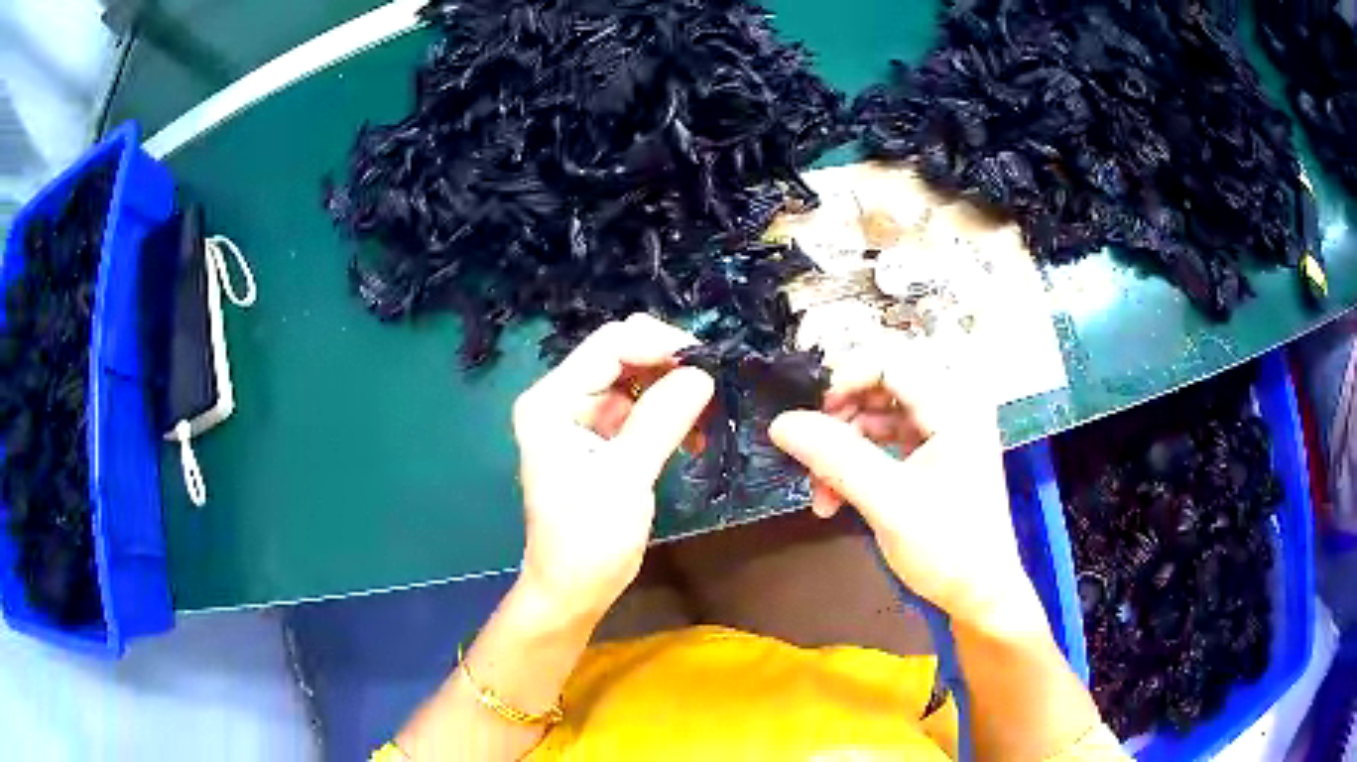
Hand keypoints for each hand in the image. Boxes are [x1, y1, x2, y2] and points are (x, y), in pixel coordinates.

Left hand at [511, 314, 713, 623]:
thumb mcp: (625, 477)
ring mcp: (581, 418)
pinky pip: (640, 409)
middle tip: (712, 388)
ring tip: (706, 419)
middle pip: (622, 356)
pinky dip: (668, 416)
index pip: (609, 345)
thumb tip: (702, 373)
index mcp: (551, 401)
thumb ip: (661, 420)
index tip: (706, 364)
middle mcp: (562, 399)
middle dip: (669, 367)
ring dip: (673, 392)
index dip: (658, 345)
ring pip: (636, 381)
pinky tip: (693, 440)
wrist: (574, 589)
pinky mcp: (601, 439)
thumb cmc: (588, 540)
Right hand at [769, 356, 1041, 631]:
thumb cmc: (946, 549)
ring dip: (843, 449)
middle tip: (812, 458)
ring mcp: (944, 431)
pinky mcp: (935, 454)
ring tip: (821, 493)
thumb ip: (835, 458)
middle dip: (839, 422)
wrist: (979, 594)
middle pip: (880, 387)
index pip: (889, 362)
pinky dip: (858, 464)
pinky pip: (886, 441)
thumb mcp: (887, 503)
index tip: (810, 419)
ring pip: (877, 416)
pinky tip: (837, 498)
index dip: (843, 381)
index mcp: (954, 406)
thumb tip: (781, 423)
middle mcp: (952, 406)